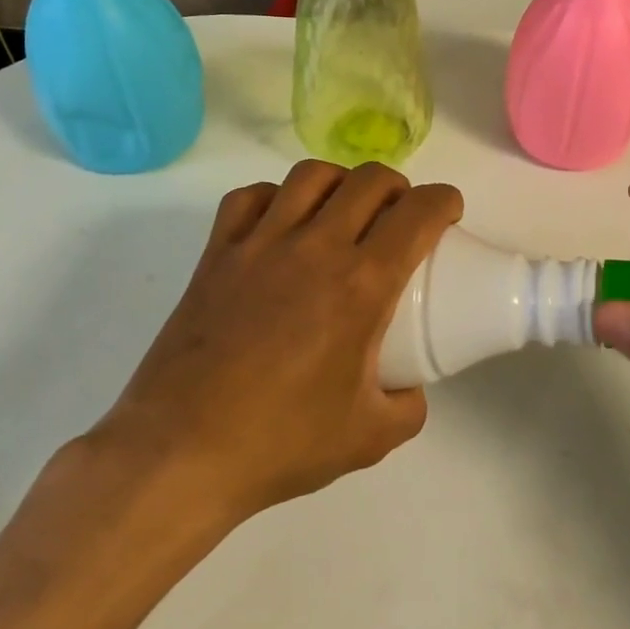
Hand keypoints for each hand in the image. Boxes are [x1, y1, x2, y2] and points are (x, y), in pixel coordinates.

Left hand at [82, 159, 462, 525]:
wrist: (180, 454)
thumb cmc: (280, 443)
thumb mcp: (369, 438)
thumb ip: (408, 406)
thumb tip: (410, 386)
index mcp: (361, 285)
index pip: (417, 214)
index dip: (444, 201)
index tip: (449, 213)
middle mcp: (314, 247)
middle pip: (369, 180)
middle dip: (399, 187)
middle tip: (401, 216)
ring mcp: (260, 243)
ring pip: (311, 175)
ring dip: (341, 181)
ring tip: (344, 210)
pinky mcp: (217, 252)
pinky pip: (250, 197)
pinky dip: (276, 196)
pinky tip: (282, 222)